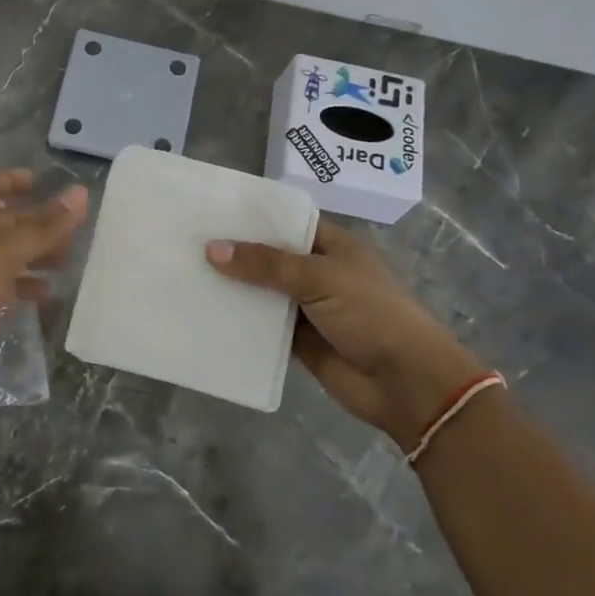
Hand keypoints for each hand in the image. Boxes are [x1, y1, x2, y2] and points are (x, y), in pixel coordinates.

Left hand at [0, 170, 87, 390]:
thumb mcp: (7, 253)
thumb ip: (45, 227)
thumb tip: (82, 192)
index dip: (11, 181)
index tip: (38, 181)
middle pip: (5, 223)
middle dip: (36, 223)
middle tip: (71, 230)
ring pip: (8, 255)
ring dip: (35, 255)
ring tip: (66, 261)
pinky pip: (4, 287)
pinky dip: (25, 286)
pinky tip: (47, 294)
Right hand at [206, 220, 482, 444]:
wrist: (407, 384)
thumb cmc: (372, 314)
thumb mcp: (321, 278)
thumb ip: (267, 264)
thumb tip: (213, 249)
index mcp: (334, 246)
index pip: (288, 222)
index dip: (254, 218)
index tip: (212, 212)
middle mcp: (320, 273)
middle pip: (271, 258)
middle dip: (237, 253)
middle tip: (188, 243)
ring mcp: (310, 309)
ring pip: (264, 293)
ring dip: (235, 289)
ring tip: (187, 275)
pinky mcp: (300, 342)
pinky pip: (265, 328)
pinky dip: (242, 323)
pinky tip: (206, 315)